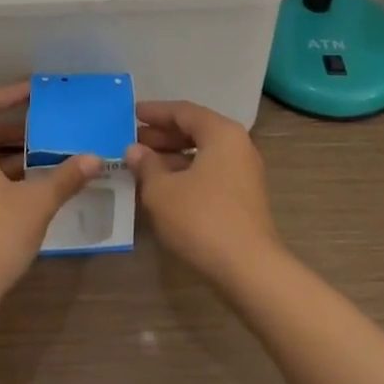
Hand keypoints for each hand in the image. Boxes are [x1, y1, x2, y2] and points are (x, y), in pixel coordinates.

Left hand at [0, 83, 102, 303]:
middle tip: (46, 121)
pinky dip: (1, 170)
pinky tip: (28, 185)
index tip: (38, 91)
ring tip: (43, 151)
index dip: (12, 93)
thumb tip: (94, 158)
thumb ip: (65, 178)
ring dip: (10, 148)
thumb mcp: (37, 204)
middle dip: (15, 122)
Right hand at [125, 100, 281, 287]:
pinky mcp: (244, 199)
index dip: (156, 112)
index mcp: (221, 133)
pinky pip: (210, 173)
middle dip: (163, 135)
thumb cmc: (202, 219)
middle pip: (195, 130)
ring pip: (203, 154)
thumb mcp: (162, 191)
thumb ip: (146, 165)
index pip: (184, 111)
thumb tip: (134, 151)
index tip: (133, 114)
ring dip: (173, 157)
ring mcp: (244, 173)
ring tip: (143, 165)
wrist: (249, 271)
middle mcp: (237, 146)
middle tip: (134, 140)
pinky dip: (186, 174)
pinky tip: (164, 188)